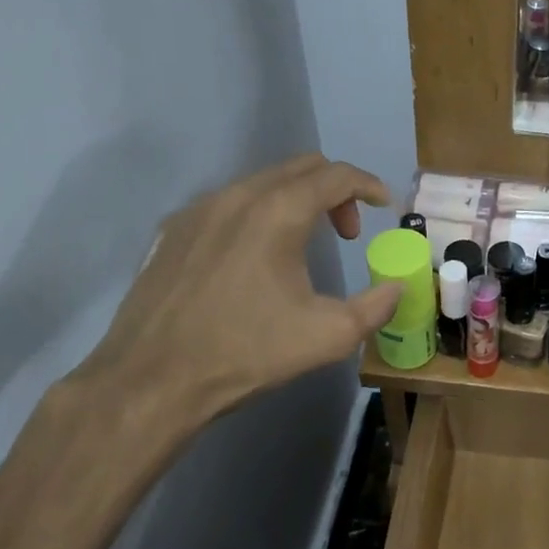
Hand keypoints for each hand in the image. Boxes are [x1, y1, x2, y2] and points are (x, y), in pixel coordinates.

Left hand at [71, 154, 400, 448]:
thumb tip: (397, 287)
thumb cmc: (246, 352)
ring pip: (263, 181)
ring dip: (296, 200)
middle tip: (347, 231)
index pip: (337, 175)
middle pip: (301, 167)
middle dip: (335, 190)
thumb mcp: (329, 336)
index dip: (369, 185)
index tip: (384, 207)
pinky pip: (229, 202)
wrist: (151, 381)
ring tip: (302, 246)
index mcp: (279, 212)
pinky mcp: (173, 230)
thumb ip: (376, 306)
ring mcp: (199, 209)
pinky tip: (255, 258)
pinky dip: (259, 212)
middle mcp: (238, 196)